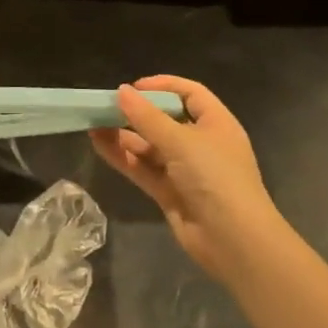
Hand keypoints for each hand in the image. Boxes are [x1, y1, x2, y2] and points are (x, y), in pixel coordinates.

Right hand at [90, 75, 281, 282]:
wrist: (234, 241)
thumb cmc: (215, 177)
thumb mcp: (180, 141)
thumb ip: (147, 117)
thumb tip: (122, 91)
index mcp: (216, 123)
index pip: (190, 94)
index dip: (163, 86)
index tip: (134, 87)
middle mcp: (202, 144)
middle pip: (166, 120)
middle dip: (136, 113)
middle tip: (106, 106)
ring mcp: (186, 170)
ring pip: (150, 146)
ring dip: (124, 135)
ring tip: (93, 125)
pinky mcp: (171, 193)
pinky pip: (144, 169)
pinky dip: (123, 157)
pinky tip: (100, 145)